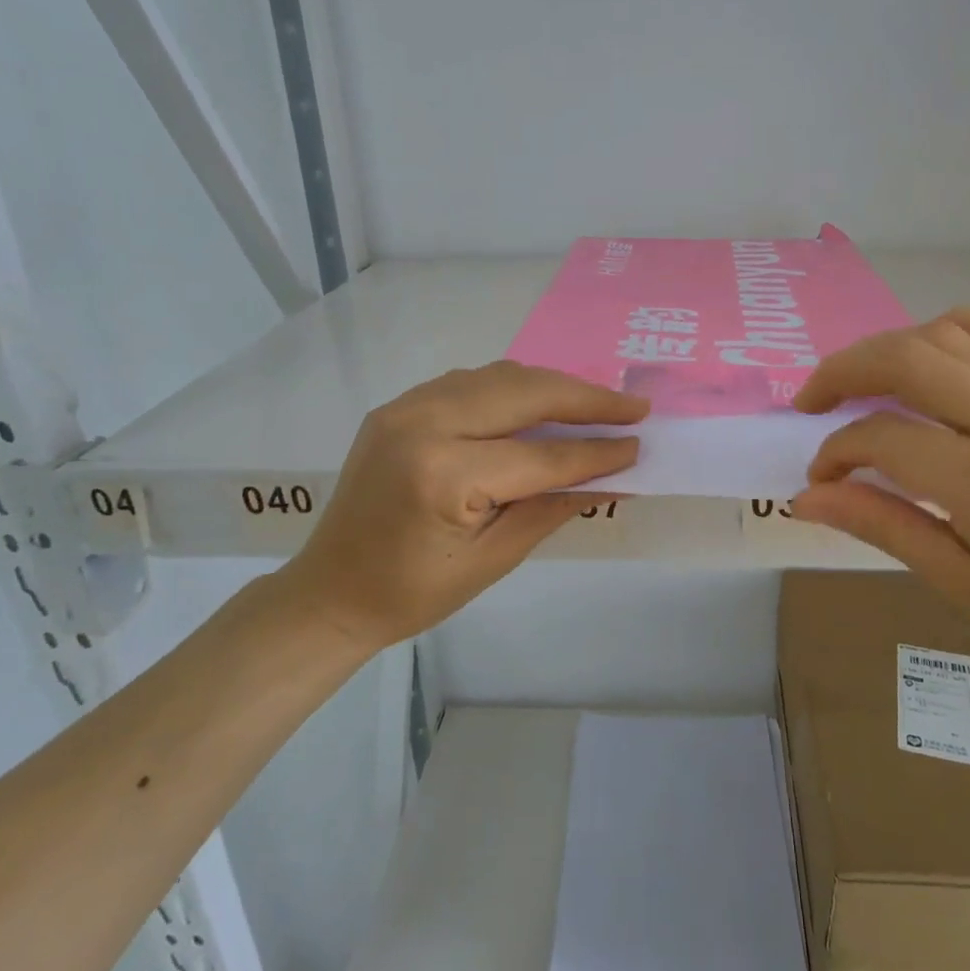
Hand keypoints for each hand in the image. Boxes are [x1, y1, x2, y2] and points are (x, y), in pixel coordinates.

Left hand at [273, 363, 647, 651]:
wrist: (330, 592)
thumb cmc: (413, 594)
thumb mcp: (493, 560)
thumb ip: (552, 507)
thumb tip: (612, 476)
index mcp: (443, 474)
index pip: (541, 456)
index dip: (595, 453)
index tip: (639, 443)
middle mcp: (423, 423)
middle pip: (524, 392)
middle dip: (585, 398)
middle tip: (632, 406)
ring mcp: (406, 407)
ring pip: (499, 376)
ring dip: (551, 386)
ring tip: (595, 403)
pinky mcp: (399, 406)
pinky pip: (470, 382)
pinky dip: (513, 388)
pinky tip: (540, 405)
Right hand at [790, 310, 969, 681]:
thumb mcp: (961, 581)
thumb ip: (881, 526)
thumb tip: (807, 496)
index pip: (883, 438)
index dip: (835, 451)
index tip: (820, 475)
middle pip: (907, 361)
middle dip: (842, 373)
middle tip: (812, 401)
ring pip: (947, 335)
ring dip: (886, 349)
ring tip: (860, 380)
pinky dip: (949, 329)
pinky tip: (926, 352)